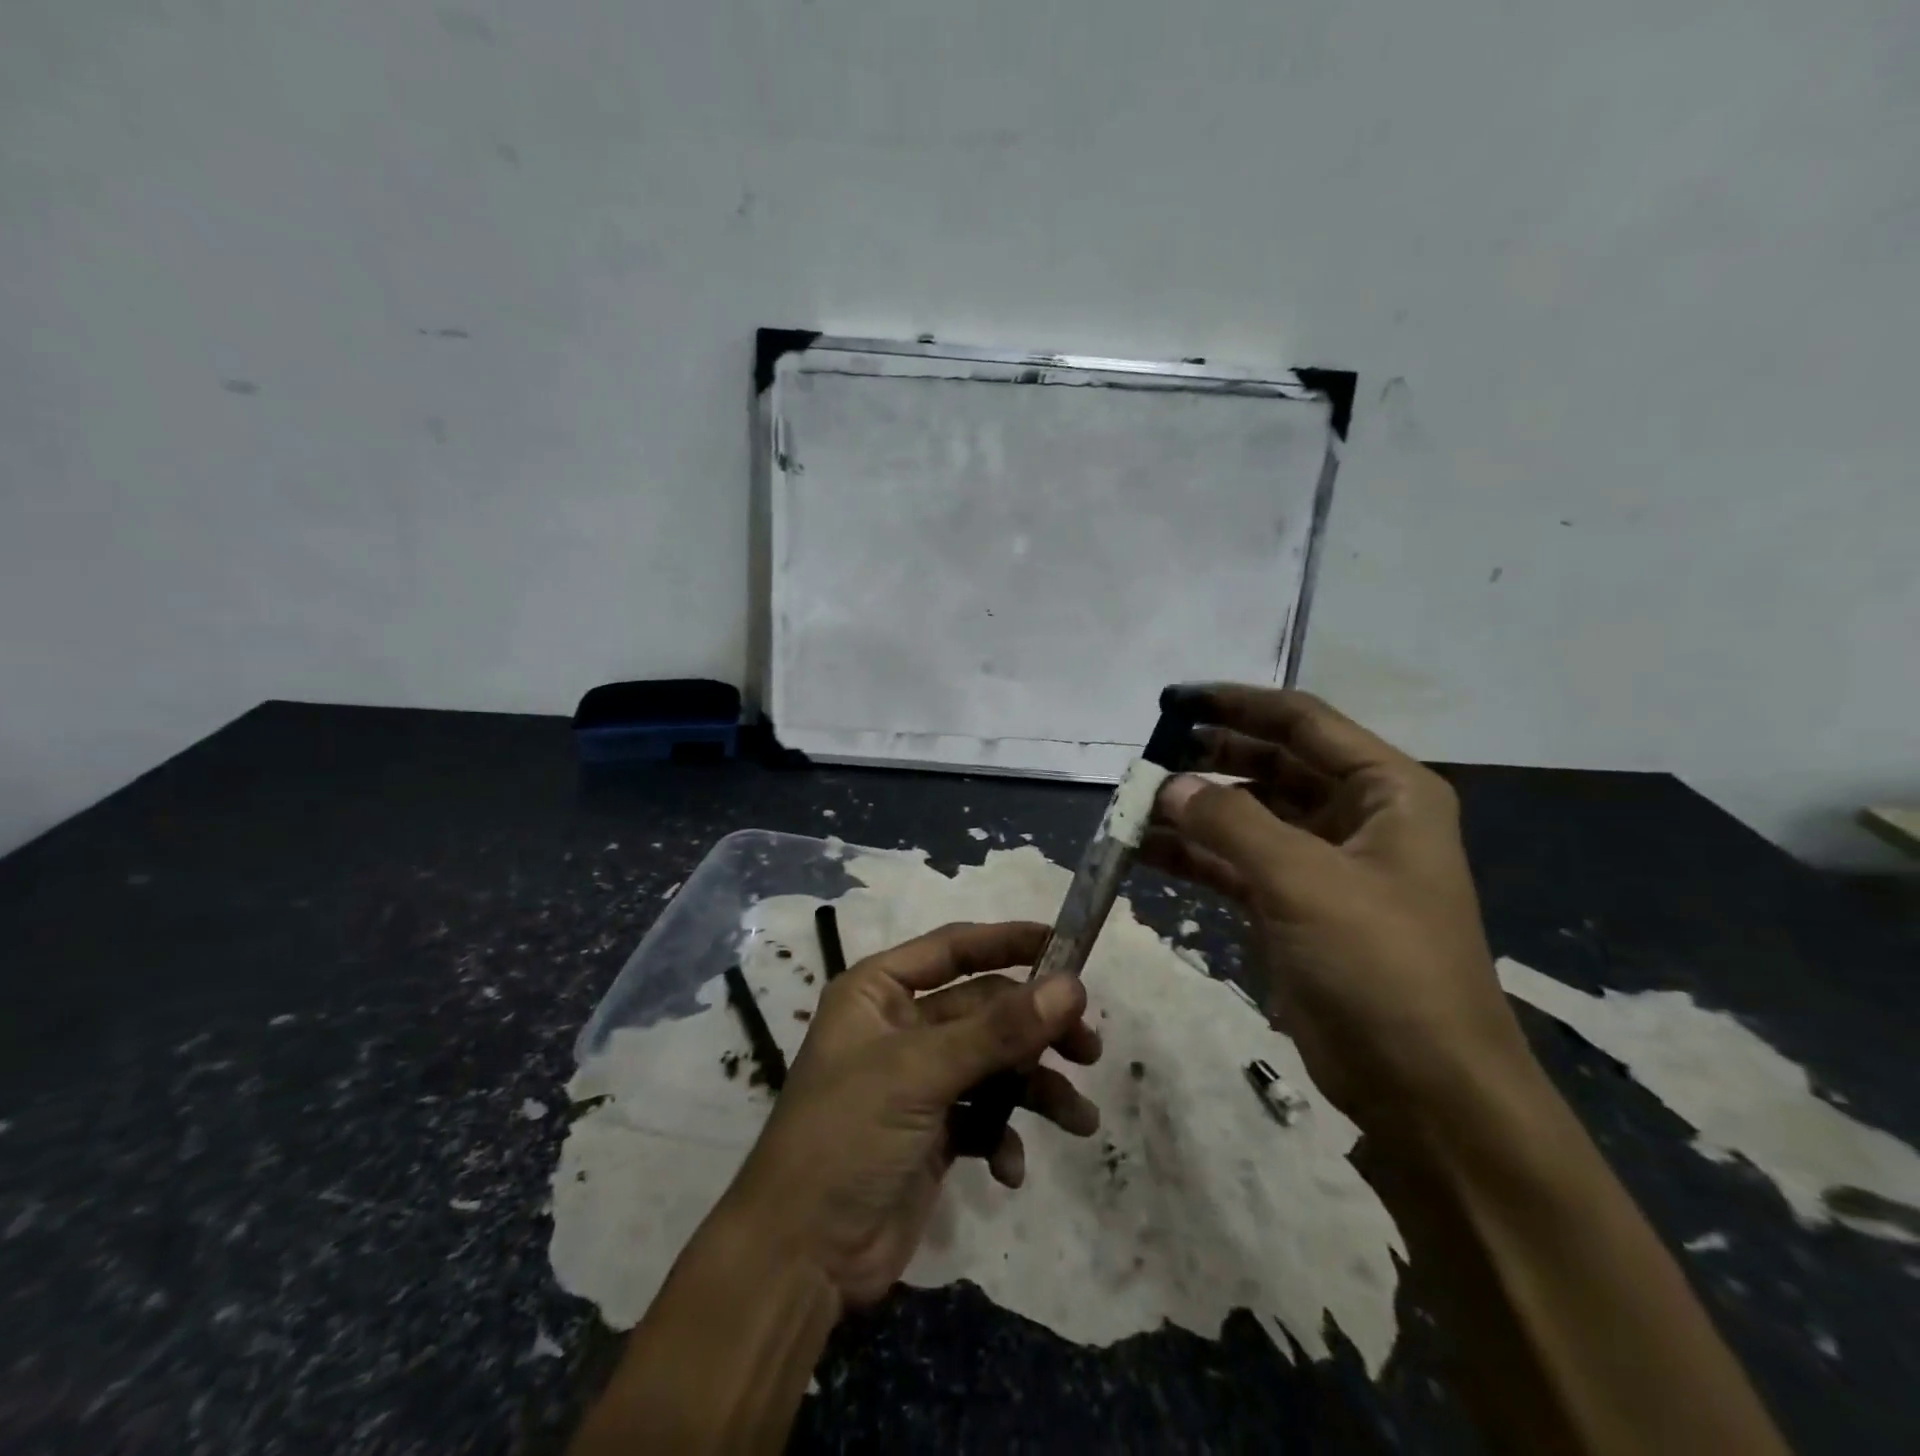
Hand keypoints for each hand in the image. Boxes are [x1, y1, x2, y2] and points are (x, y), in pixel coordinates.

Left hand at [711, 921, 1101, 1308]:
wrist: (801, 1257)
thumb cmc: (848, 1135)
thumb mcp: (921, 1072)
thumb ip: (999, 1029)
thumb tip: (1072, 986)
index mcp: (879, 991)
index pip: (954, 948)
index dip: (1009, 942)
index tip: (1066, 946)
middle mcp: (900, 1026)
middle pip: (985, 1010)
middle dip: (1036, 1030)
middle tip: (1089, 1047)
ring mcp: (918, 1081)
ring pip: (993, 1065)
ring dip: (1036, 1089)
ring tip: (1079, 1119)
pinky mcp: (933, 1132)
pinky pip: (984, 1116)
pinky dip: (1003, 1137)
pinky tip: (1007, 1168)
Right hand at [1144, 684, 1536, 1141]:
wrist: (1425, 1089)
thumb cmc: (1382, 966)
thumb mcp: (1305, 881)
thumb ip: (1230, 824)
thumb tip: (1167, 786)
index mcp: (1386, 791)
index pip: (1302, 722)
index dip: (1237, 704)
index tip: (1175, 702)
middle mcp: (1356, 818)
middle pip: (1271, 765)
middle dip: (1210, 758)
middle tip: (1149, 757)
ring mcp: (1322, 865)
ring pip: (1247, 817)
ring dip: (1194, 810)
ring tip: (1135, 805)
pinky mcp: (1293, 908)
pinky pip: (1235, 864)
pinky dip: (1194, 856)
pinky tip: (1146, 850)